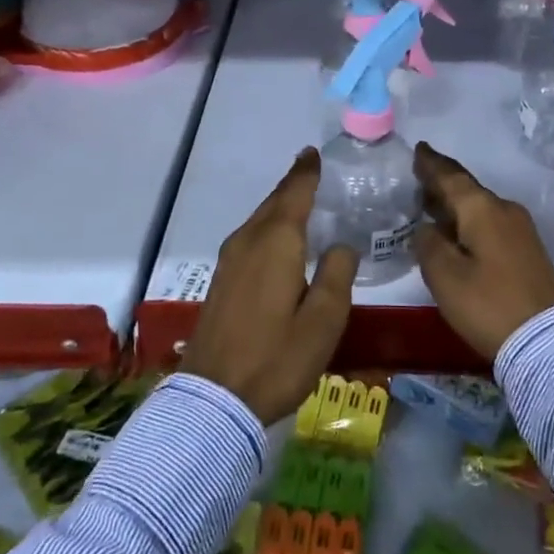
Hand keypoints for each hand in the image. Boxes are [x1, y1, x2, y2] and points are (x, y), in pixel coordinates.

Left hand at [180, 148, 358, 423]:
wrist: (213, 400)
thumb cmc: (277, 358)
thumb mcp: (324, 320)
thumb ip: (337, 274)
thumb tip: (340, 244)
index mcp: (276, 242)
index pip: (295, 193)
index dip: (306, 172)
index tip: (314, 153)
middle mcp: (249, 241)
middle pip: (274, 202)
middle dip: (292, 184)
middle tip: (311, 169)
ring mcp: (230, 260)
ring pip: (259, 219)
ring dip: (279, 206)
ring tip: (300, 199)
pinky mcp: (221, 280)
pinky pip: (250, 237)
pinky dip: (268, 226)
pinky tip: (278, 240)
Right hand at [413, 143, 553, 361]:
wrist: (548, 341)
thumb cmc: (488, 304)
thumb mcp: (444, 276)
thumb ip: (428, 244)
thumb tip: (427, 227)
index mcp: (482, 209)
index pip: (451, 176)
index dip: (431, 164)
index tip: (418, 149)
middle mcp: (504, 209)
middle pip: (467, 190)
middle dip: (442, 184)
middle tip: (418, 179)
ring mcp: (521, 230)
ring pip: (480, 207)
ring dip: (456, 205)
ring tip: (432, 206)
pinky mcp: (528, 250)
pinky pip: (491, 223)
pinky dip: (470, 221)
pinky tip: (458, 233)